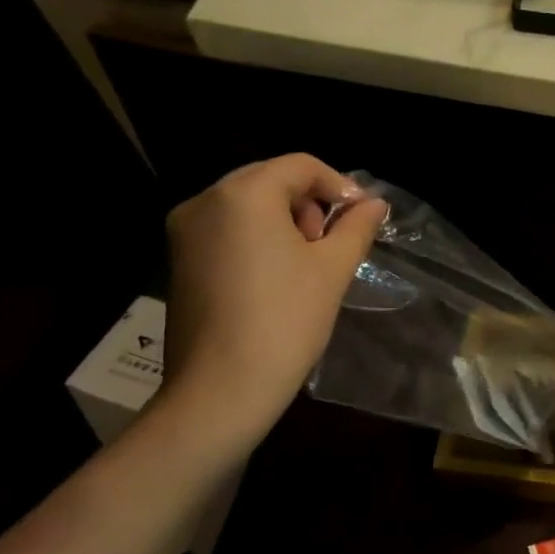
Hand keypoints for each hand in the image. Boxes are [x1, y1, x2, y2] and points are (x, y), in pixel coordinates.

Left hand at [157, 155, 385, 451]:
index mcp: (243, 194)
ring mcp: (185, 231)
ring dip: (284, 220)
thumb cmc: (286, 320)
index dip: (339, 185)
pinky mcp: (179, 260)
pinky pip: (227, 229)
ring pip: (247, 205)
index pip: (299, 166)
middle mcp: (205, 201)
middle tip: (333, 243)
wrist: (222, 388)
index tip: (363, 217)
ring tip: (307, 262)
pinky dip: (258, 238)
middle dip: (310, 203)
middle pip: (270, 180)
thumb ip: (356, 227)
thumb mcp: (333, 268)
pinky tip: (277, 277)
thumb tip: (375, 203)